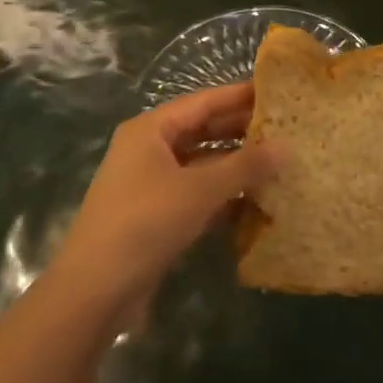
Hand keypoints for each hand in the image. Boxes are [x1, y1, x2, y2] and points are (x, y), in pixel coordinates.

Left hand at [50, 83, 280, 310]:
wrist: (95, 290)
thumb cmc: (145, 223)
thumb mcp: (199, 190)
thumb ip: (244, 166)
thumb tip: (286, 146)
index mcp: (151, 129)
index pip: (203, 101)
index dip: (240, 96)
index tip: (277, 91)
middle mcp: (149, 149)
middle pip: (202, 131)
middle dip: (241, 131)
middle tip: (286, 129)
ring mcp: (151, 184)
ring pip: (201, 164)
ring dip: (235, 166)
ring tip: (279, 163)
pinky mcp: (156, 215)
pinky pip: (196, 194)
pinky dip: (223, 195)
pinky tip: (256, 201)